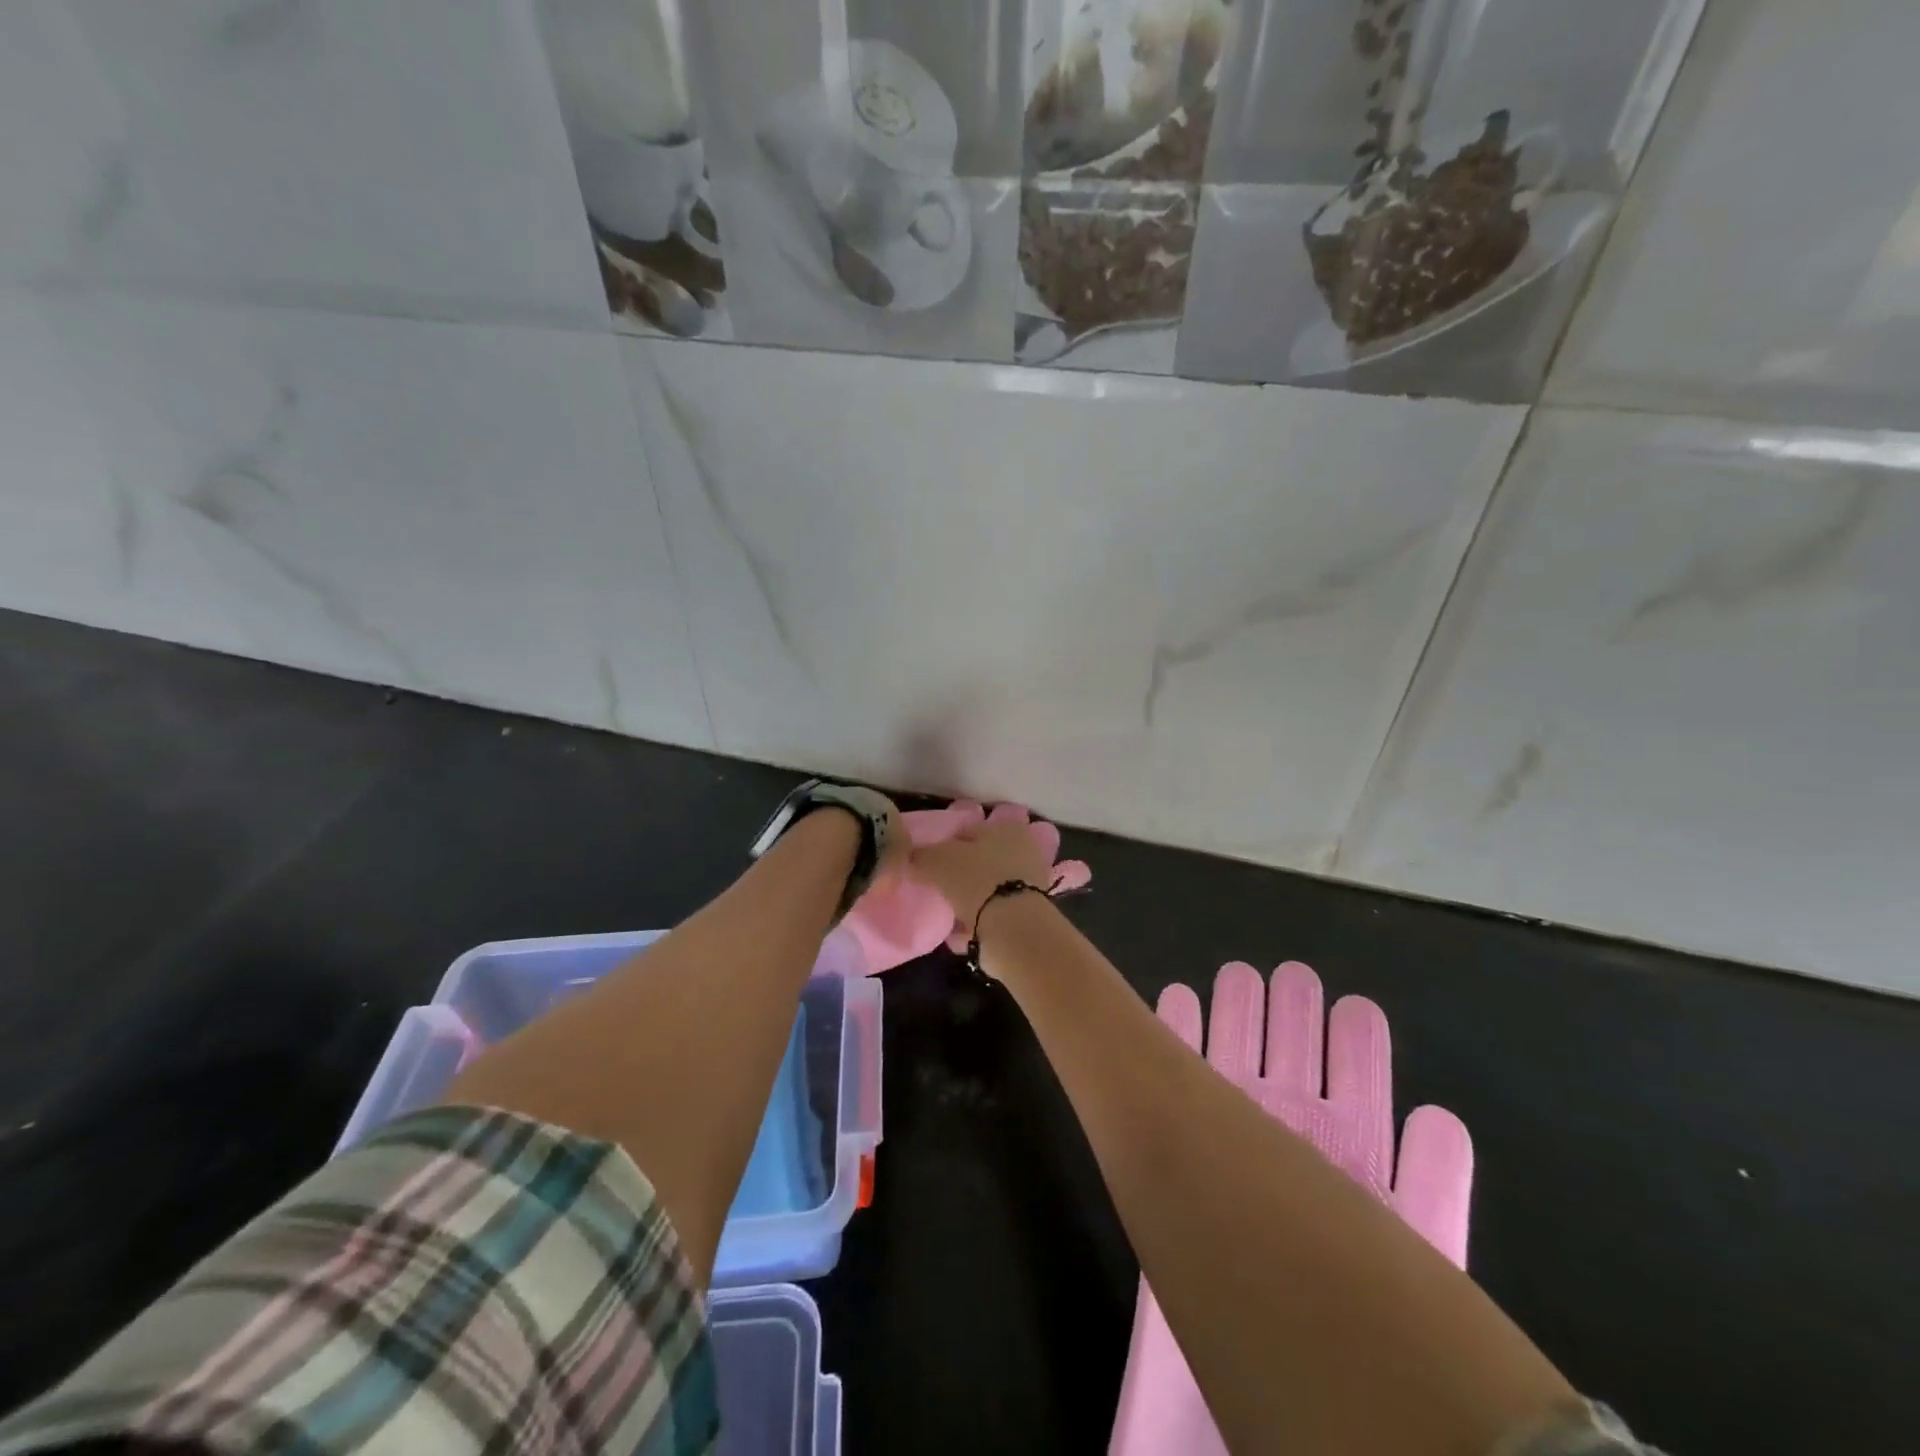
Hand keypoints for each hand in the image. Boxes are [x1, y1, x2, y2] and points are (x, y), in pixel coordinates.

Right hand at [909, 803, 1090, 940]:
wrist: (1013, 927)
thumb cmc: (976, 879)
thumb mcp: (938, 861)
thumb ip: (921, 856)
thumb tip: (912, 857)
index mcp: (1006, 827)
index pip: (968, 830)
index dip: (946, 844)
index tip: (929, 862)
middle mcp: (1024, 849)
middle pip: (982, 859)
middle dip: (961, 872)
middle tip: (938, 886)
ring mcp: (1030, 882)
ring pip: (990, 886)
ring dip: (971, 898)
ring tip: (948, 911)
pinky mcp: (1031, 912)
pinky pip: (995, 912)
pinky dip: (980, 919)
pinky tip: (961, 931)